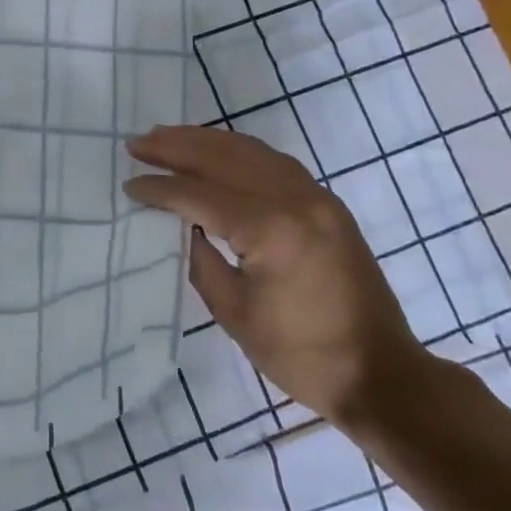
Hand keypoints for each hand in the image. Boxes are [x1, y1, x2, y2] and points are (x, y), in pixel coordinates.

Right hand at [124, 126, 430, 431]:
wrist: (382, 375)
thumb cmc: (300, 353)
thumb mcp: (233, 312)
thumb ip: (200, 258)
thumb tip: (179, 223)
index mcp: (270, 230)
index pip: (200, 194)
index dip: (160, 188)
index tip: (129, 184)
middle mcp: (295, 200)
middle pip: (223, 157)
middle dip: (175, 147)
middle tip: (137, 143)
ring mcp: (317, 198)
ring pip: (250, 150)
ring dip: (204, 140)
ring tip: (166, 135)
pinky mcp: (327, 204)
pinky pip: (274, 161)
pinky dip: (237, 150)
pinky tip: (216, 150)